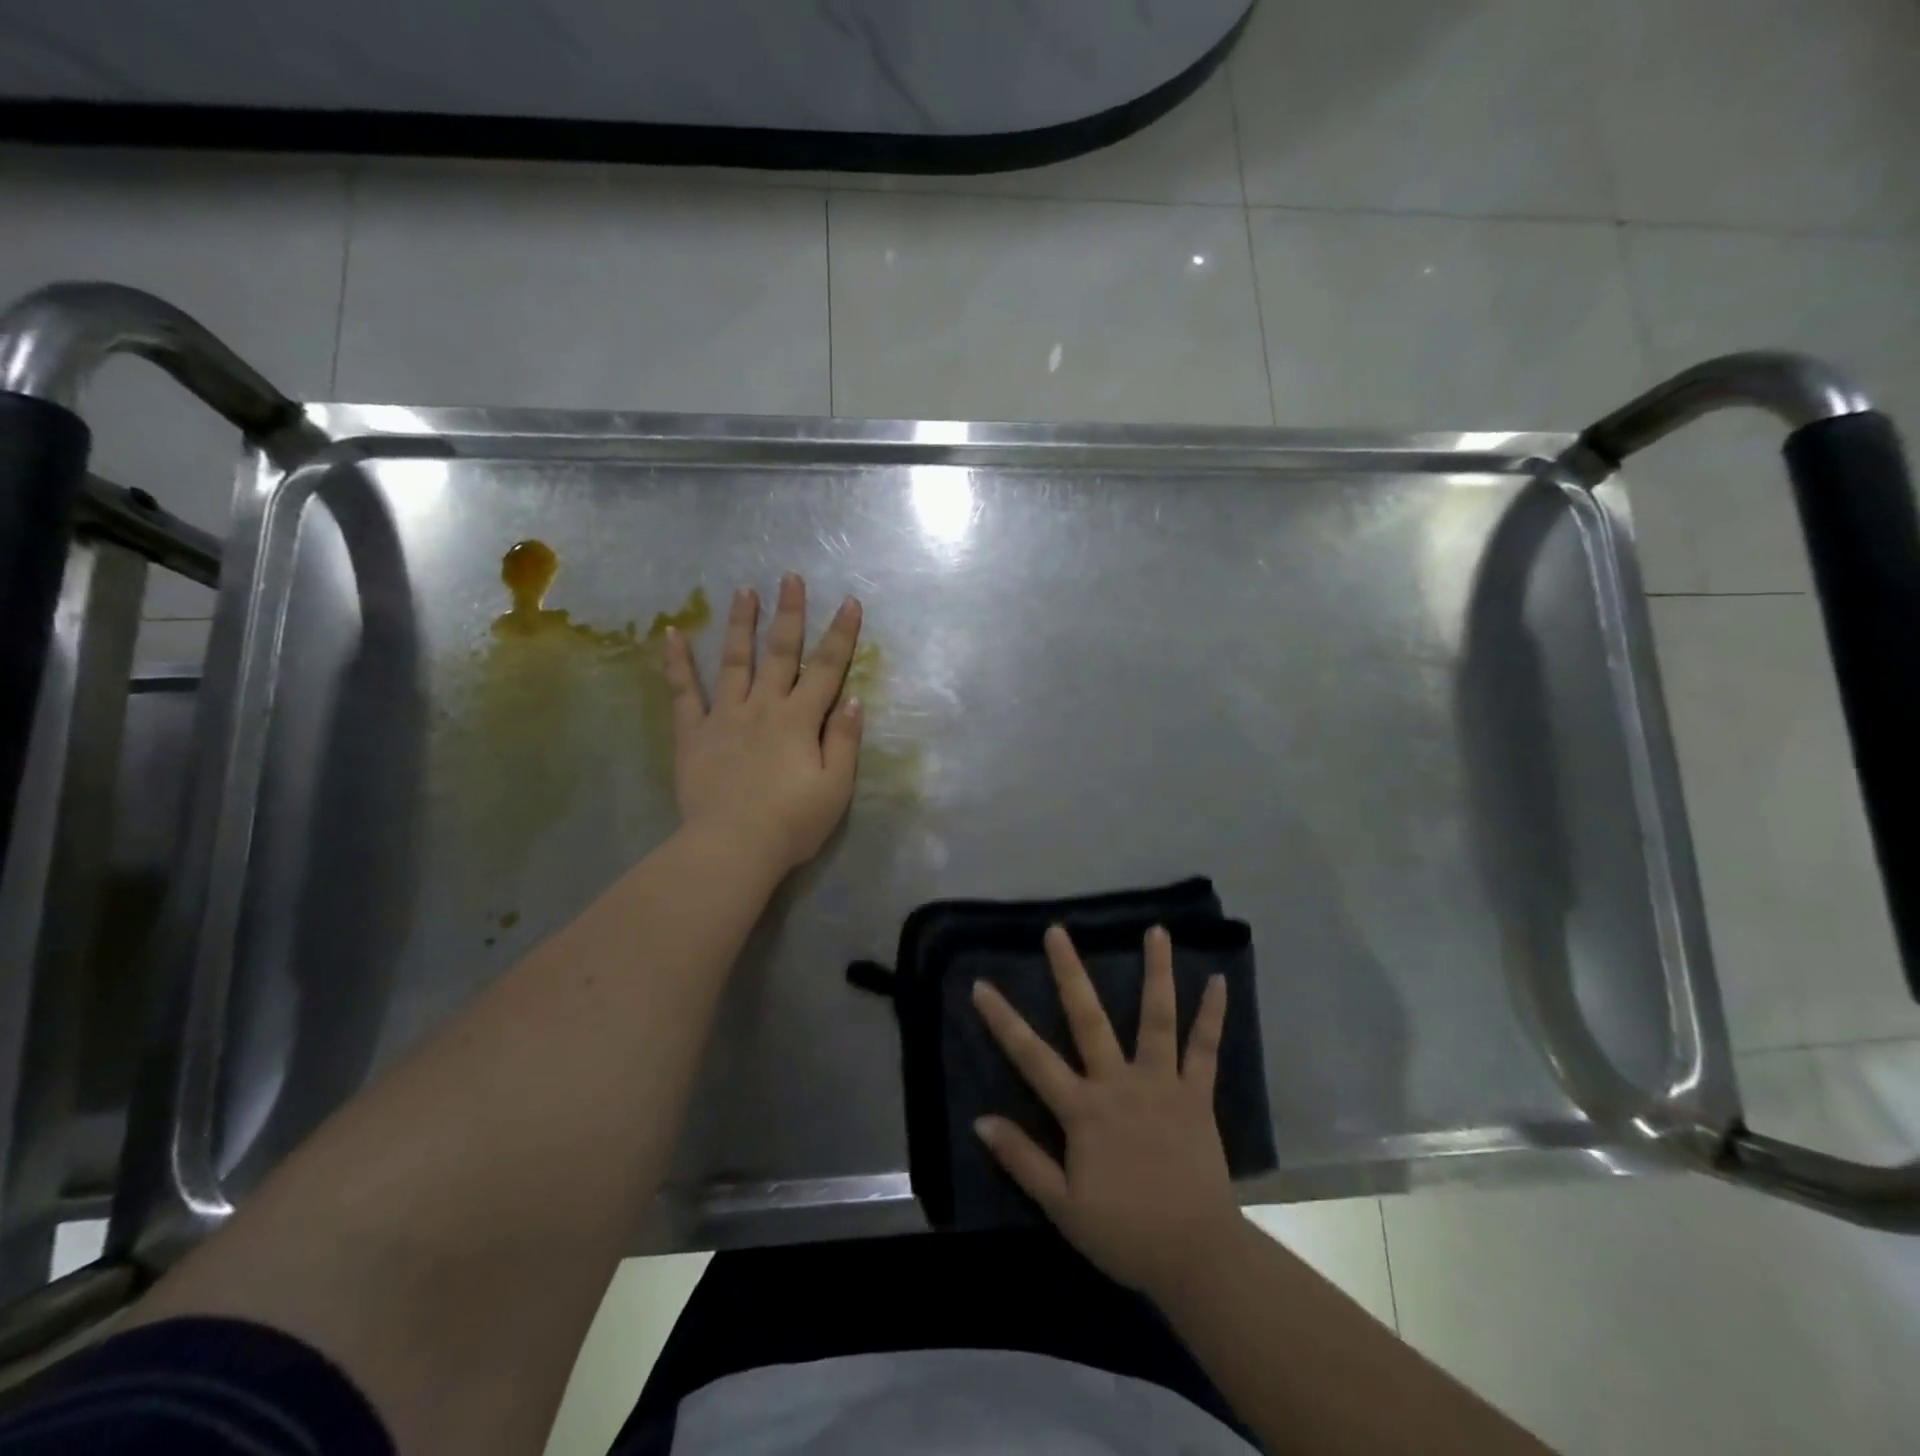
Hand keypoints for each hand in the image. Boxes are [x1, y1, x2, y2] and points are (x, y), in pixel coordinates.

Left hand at [664, 573, 863, 872]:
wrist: (733, 847)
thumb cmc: (792, 822)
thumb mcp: (836, 787)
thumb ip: (845, 741)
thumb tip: (853, 699)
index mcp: (800, 720)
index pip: (827, 669)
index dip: (841, 635)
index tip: (850, 601)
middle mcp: (764, 707)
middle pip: (780, 653)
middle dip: (789, 613)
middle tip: (791, 577)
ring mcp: (724, 716)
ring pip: (734, 661)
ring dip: (741, 624)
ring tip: (744, 590)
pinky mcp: (693, 733)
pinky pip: (684, 692)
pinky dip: (678, 663)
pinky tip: (672, 633)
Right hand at [971, 925, 1245, 1300]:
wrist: (1196, 1255)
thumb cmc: (1124, 1233)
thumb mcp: (1062, 1206)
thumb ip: (1022, 1159)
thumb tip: (980, 1120)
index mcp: (1083, 1110)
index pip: (1032, 1057)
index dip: (1003, 1020)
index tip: (981, 984)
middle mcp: (1119, 1083)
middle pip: (1088, 1019)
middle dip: (1069, 972)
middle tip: (1058, 931)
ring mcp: (1161, 1084)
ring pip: (1156, 1018)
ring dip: (1156, 972)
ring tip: (1156, 930)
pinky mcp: (1197, 1095)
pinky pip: (1205, 1049)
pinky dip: (1212, 1014)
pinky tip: (1218, 980)